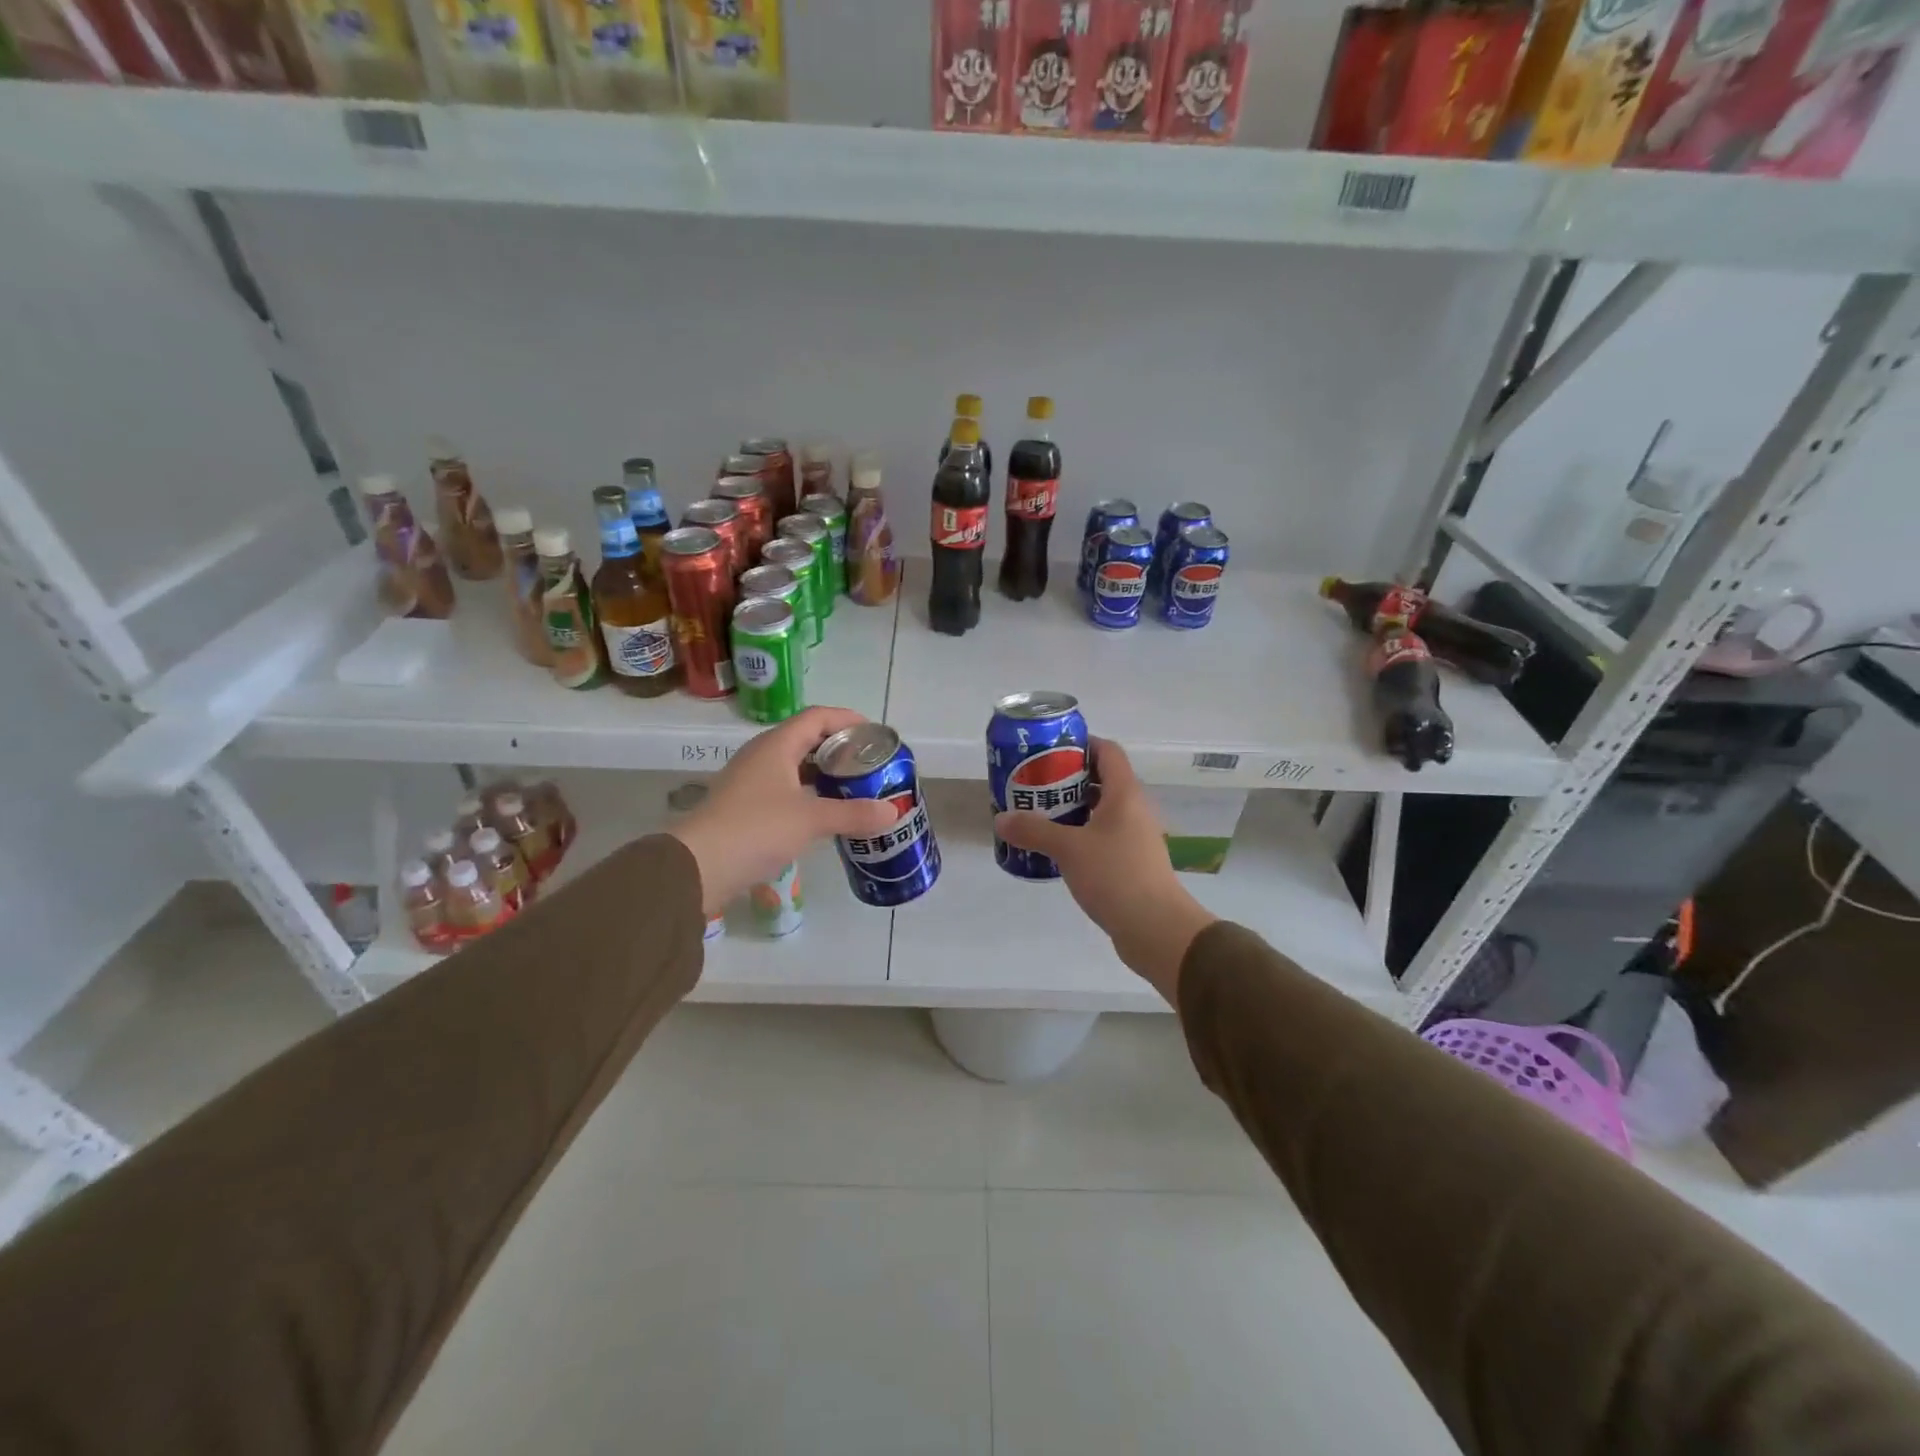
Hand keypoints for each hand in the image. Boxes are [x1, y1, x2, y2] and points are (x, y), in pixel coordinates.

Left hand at [669, 707, 897, 915]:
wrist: (698, 866)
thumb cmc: (756, 829)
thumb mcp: (811, 819)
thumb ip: (853, 814)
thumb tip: (892, 813)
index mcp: (777, 745)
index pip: (817, 717)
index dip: (847, 719)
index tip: (874, 734)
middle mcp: (763, 756)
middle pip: (807, 739)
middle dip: (840, 748)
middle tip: (869, 764)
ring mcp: (751, 782)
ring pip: (796, 767)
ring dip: (825, 774)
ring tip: (855, 788)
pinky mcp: (746, 807)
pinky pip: (786, 790)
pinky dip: (810, 795)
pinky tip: (826, 814)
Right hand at [993, 737, 1216, 1006]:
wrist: (1156, 929)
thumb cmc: (1115, 876)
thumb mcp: (1068, 849)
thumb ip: (1034, 830)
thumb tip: (1001, 818)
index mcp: (1125, 794)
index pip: (1107, 751)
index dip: (1080, 744)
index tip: (1049, 750)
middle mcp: (1134, 809)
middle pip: (1102, 780)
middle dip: (1068, 779)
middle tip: (1034, 784)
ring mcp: (1136, 837)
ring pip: (1102, 811)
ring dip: (1073, 809)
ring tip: (1039, 815)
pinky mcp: (1132, 863)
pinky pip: (1103, 837)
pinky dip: (1081, 835)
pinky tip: (1058, 850)